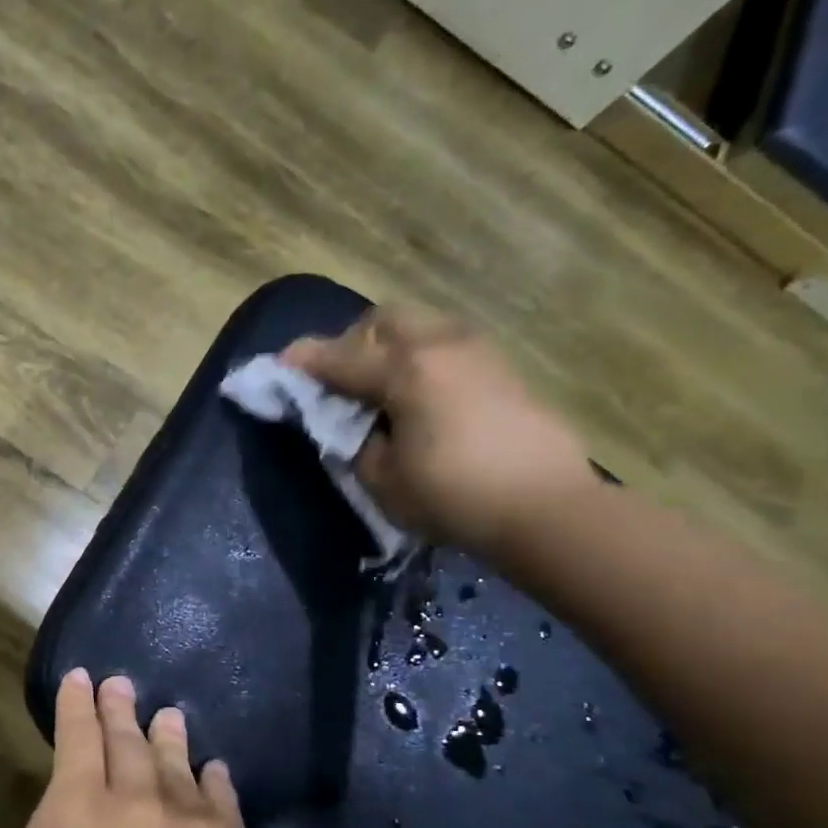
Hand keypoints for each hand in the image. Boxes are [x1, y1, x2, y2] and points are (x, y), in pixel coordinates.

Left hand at [0, 671, 268, 827]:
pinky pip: (81, 736)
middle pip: (184, 779)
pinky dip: (79, 704)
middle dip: (175, 746)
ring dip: (126, 713)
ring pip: (134, 746)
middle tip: (171, 718)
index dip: (218, 796)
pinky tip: (79, 681)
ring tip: (122, 688)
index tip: (212, 773)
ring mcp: (139, 807)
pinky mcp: (79, 796)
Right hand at [282, 303, 599, 554]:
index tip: (281, 363)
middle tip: (340, 379)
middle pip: (384, 320)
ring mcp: (479, 351)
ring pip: (421, 326)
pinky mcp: (503, 369)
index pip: (341, 357)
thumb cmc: (452, 497)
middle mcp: (442, 345)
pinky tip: (419, 398)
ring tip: (380, 389)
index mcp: (406, 370)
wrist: (545, 507)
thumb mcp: (382, 479)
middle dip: (353, 342)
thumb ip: (355, 441)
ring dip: (390, 348)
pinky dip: (421, 359)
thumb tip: (354, 421)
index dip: (306, 361)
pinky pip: (447, 345)